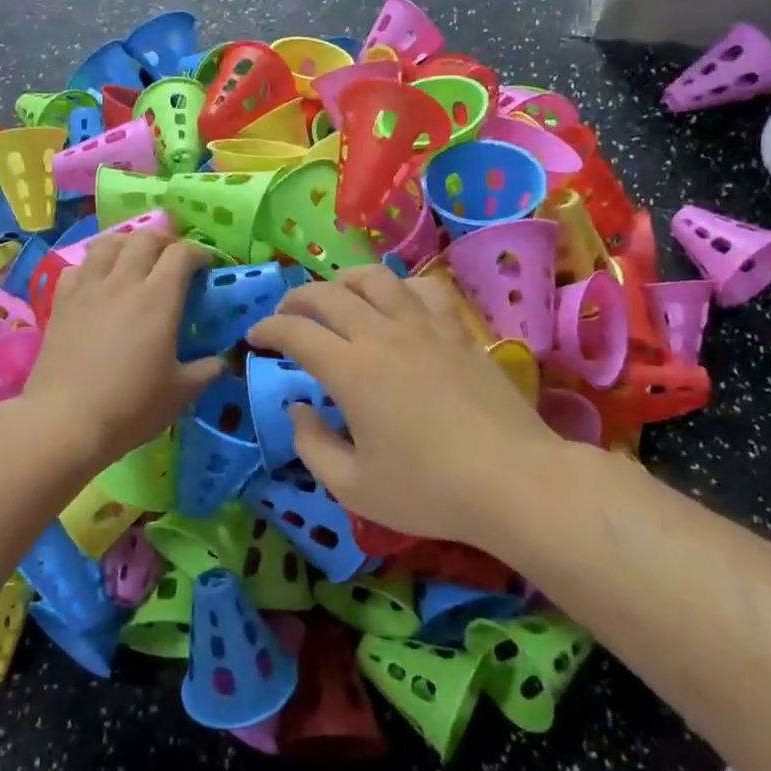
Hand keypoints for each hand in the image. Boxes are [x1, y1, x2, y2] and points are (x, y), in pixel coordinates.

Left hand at [22, 229, 221, 466]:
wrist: (65, 421)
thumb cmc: (130, 407)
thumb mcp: (180, 393)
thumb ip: (205, 371)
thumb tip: (222, 361)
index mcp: (158, 300)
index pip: (181, 254)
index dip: (198, 253)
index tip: (205, 267)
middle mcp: (122, 283)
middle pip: (144, 238)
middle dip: (164, 240)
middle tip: (172, 257)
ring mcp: (87, 289)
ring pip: (107, 243)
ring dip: (127, 243)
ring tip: (134, 259)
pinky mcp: (60, 302)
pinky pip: (77, 267)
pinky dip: (92, 266)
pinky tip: (97, 283)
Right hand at [246, 265, 555, 546]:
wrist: (515, 482)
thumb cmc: (429, 490)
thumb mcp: (353, 486)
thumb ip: (312, 445)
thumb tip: (298, 408)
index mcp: (352, 371)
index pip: (296, 332)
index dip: (268, 329)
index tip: (255, 338)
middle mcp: (384, 336)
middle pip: (330, 294)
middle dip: (297, 298)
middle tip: (286, 315)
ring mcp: (426, 328)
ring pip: (377, 279)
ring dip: (345, 280)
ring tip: (336, 295)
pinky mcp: (460, 333)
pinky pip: (425, 290)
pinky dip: (400, 288)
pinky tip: (398, 303)